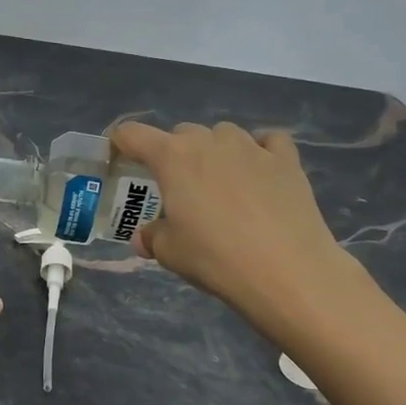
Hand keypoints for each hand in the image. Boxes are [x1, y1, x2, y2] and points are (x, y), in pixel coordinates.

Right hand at [109, 120, 365, 344]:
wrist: (287, 271)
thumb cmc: (215, 258)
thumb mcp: (169, 252)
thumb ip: (152, 237)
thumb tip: (145, 237)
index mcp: (172, 158)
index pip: (132, 134)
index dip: (119, 142)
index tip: (118, 158)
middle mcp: (209, 142)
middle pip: (181, 133)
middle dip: (172, 153)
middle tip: (174, 186)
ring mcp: (251, 147)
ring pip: (223, 134)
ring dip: (214, 150)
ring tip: (218, 180)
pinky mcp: (286, 161)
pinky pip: (268, 141)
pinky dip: (259, 150)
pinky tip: (259, 171)